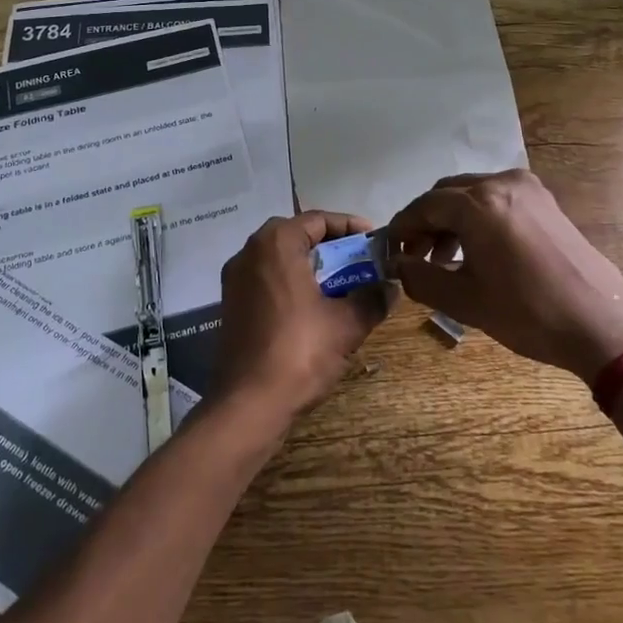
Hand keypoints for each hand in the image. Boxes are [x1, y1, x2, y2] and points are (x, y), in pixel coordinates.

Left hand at [215, 212, 391, 423]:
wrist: (248, 402)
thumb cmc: (300, 351)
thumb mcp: (347, 324)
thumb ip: (372, 298)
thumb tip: (391, 287)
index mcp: (275, 244)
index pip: (317, 220)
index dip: (349, 227)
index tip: (374, 241)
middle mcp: (249, 251)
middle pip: (296, 235)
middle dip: (330, 246)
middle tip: (359, 261)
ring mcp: (235, 278)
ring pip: (279, 258)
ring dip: (310, 265)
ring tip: (341, 284)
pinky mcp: (231, 304)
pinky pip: (266, 279)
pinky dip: (291, 283)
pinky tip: (313, 306)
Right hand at [387, 170, 622, 380]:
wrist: (603, 324)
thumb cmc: (529, 313)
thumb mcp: (465, 301)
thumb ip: (420, 278)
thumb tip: (398, 265)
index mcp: (479, 204)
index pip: (423, 206)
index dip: (401, 229)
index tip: (390, 252)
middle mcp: (501, 183)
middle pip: (446, 194)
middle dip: (425, 222)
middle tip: (414, 257)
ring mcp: (527, 188)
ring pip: (471, 194)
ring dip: (450, 220)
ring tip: (443, 258)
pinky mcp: (545, 201)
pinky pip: (496, 199)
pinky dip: (477, 217)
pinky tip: (476, 250)